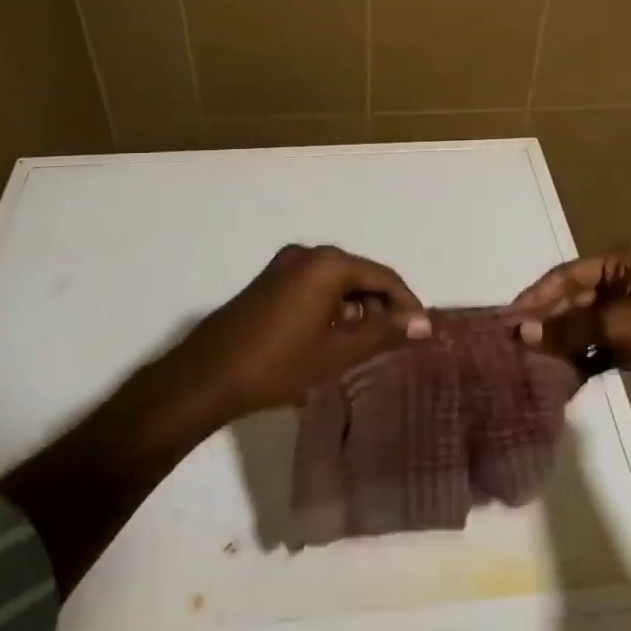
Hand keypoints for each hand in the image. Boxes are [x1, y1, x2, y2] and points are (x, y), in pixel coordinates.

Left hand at [170, 244, 431, 420]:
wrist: (207, 376)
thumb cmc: (279, 364)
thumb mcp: (338, 352)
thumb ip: (384, 333)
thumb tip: (423, 324)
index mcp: (328, 264)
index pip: (383, 277)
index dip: (407, 304)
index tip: (421, 332)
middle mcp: (308, 254)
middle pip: (360, 275)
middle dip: (382, 306)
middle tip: (396, 341)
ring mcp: (284, 265)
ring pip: (337, 282)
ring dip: (356, 308)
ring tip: (367, 344)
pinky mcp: (269, 281)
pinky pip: (315, 286)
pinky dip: (332, 307)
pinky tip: (334, 337)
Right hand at [509, 255, 630, 415]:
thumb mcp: (622, 325)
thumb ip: (571, 327)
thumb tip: (523, 331)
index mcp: (624, 264)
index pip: (567, 274)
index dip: (536, 296)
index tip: (509, 320)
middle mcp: (628, 283)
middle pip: (576, 299)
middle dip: (549, 321)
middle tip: (518, 346)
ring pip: (590, 325)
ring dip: (566, 342)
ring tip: (535, 363)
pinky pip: (606, 346)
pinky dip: (588, 358)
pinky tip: (566, 376)